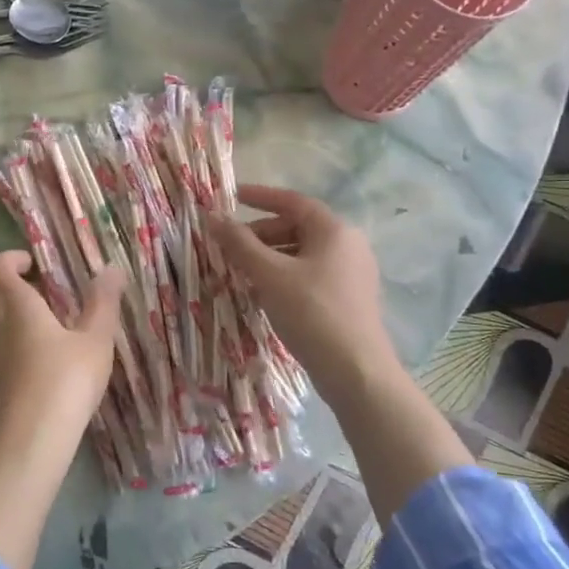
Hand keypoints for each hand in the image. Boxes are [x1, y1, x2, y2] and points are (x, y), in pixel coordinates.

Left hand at [0, 251, 126, 568]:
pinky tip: (26, 366)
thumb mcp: (95, 341)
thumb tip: (110, 268)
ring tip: (34, 330)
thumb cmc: (64, 383)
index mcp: (14, 304)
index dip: (10, 259)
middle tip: (32, 292)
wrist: (23, 445)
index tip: (35, 266)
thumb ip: (103, 303)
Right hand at [209, 185, 401, 407]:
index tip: (232, 197)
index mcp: (334, 230)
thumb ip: (239, 243)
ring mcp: (352, 273)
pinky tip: (265, 292)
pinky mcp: (349, 298)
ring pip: (302, 253)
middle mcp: (349, 245)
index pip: (292, 201)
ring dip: (270, 256)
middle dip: (261, 233)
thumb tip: (212, 216)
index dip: (260, 197)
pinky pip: (311, 274)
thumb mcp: (269, 275)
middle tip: (230, 246)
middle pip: (297, 227)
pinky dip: (285, 275)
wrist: (355, 371)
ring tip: (242, 271)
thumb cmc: (311, 313)